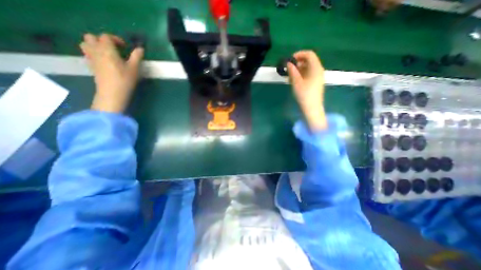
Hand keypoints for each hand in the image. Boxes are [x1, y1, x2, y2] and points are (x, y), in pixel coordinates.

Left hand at [80, 33, 144, 112]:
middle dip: (102, 40)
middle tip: (114, 49)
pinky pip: (87, 54)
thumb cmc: (125, 80)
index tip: (125, 47)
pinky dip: (94, 53)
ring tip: (107, 53)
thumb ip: (136, 57)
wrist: (112, 93)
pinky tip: (104, 61)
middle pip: (91, 37)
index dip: (115, 39)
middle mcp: (96, 51)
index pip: (106, 37)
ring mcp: (91, 58)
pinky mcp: (90, 66)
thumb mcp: (134, 68)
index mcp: (107, 50)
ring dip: (95, 45)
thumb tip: (140, 49)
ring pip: (86, 44)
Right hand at [287, 51, 328, 130]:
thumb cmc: (304, 95)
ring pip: (308, 68)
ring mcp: (318, 76)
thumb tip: (288, 63)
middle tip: (288, 69)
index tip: (289, 60)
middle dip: (297, 63)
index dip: (299, 54)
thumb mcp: (296, 82)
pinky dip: (301, 74)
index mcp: (316, 68)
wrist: (312, 108)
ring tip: (290, 76)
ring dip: (298, 69)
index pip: (309, 54)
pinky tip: (295, 80)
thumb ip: (292, 71)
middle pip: (309, 61)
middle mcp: (318, 70)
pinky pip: (308, 74)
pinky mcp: (316, 82)